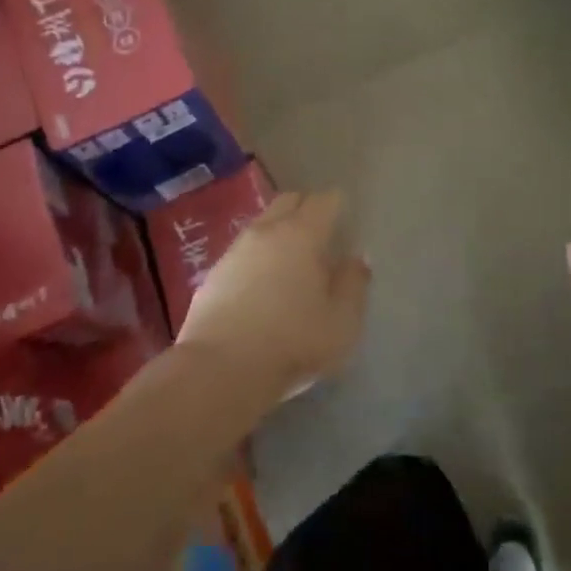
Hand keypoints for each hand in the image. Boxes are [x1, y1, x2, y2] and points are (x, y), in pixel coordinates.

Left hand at [177, 191, 369, 397]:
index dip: (338, 205)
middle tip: (322, 232)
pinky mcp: (213, 273)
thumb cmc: (292, 342)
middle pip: (289, 201)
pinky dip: (258, 256)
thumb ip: (354, 284)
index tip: (346, 219)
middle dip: (307, 208)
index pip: (324, 201)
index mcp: (302, 234)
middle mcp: (267, 231)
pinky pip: (243, 250)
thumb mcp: (342, 321)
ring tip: (292, 260)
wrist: (219, 370)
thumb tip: (356, 258)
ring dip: (280, 231)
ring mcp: (235, 250)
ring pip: (263, 224)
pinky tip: (263, 283)